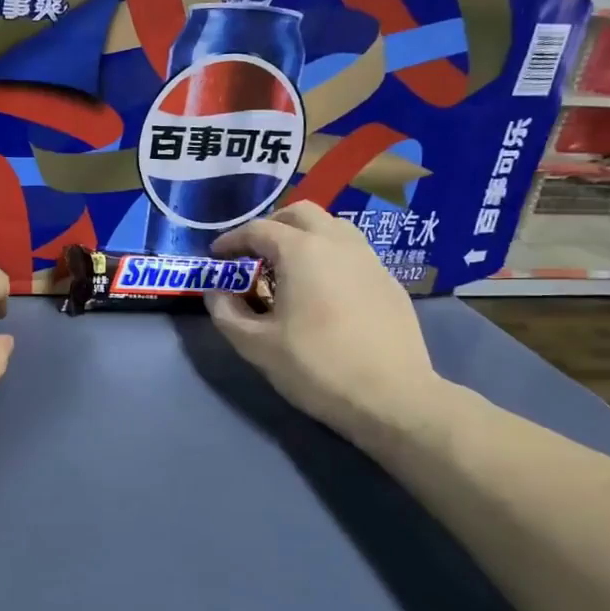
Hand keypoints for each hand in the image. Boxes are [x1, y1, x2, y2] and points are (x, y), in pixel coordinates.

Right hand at [207, 203, 449, 442]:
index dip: (232, 240)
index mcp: (302, 251)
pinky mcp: (389, 282)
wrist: (393, 397)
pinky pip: (353, 253)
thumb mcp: (256, 345)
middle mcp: (338, 243)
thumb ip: (226, 313)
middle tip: (253, 253)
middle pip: (301, 213)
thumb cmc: (316, 366)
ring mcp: (370, 260)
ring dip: (305, 236)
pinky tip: (323, 290)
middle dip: (271, 226)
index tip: (216, 257)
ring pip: (333, 227)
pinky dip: (330, 257)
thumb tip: (216, 293)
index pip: (258, 229)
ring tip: (289, 268)